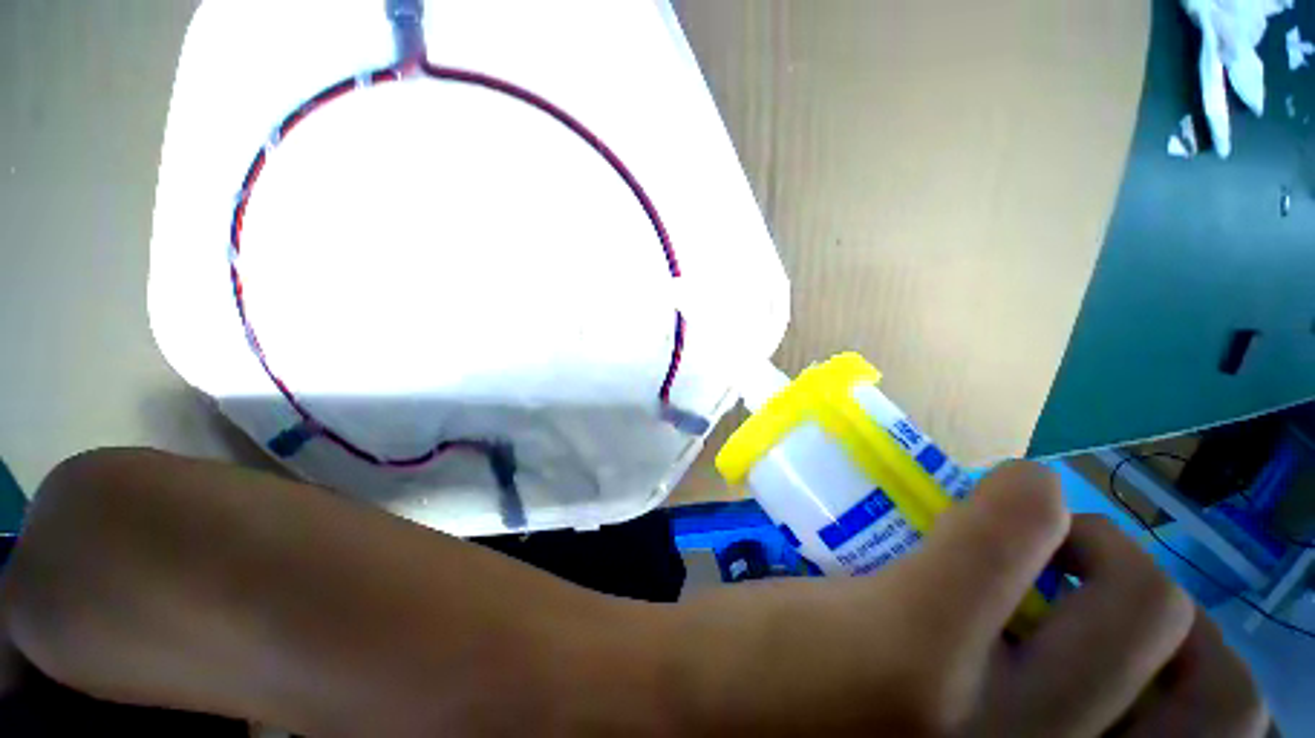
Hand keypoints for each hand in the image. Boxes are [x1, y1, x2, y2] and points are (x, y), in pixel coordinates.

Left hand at [672, 461, 1267, 736]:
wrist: (690, 712)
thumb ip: (1020, 729)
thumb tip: (1077, 652)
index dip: (1193, 678)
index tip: (1122, 636)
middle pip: (1213, 676)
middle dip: (1158, 604)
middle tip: (1080, 574)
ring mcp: (986, 730)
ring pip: (1147, 602)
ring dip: (1103, 549)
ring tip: (1032, 541)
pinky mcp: (912, 645)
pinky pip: (1017, 530)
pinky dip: (1025, 500)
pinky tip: (993, 499)